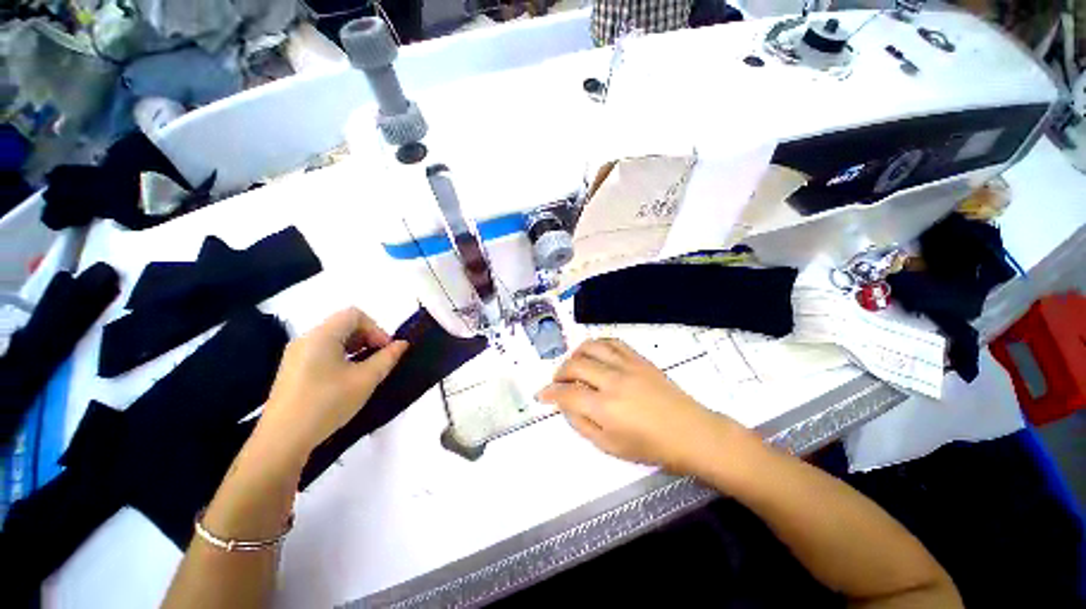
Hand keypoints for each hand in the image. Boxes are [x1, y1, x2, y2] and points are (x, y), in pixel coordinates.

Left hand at [256, 307, 408, 458]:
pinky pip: (322, 353)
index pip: (354, 315)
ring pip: (333, 340)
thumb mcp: (365, 380)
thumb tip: (402, 344)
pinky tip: (347, 380)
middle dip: (368, 338)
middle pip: (343, 325)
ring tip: (366, 371)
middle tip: (380, 360)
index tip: (385, 350)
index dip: (376, 328)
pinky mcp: (292, 371)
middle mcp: (306, 339)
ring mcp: (296, 355)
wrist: (283, 441)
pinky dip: (341, 358)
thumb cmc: (327, 403)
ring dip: (356, 349)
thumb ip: (387, 358)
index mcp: (321, 336)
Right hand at [537, 339, 746, 472]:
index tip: (541, 394)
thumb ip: (581, 424)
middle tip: (558, 383)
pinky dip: (597, 345)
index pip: (566, 393)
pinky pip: (612, 342)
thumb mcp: (610, 447)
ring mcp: (627, 365)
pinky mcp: (639, 358)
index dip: (549, 393)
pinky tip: (595, 354)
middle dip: (559, 373)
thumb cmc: (651, 447)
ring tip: (574, 366)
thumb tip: (565, 405)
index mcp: (605, 408)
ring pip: (591, 347)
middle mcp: (613, 381)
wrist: (691, 433)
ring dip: (575, 355)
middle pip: (575, 365)